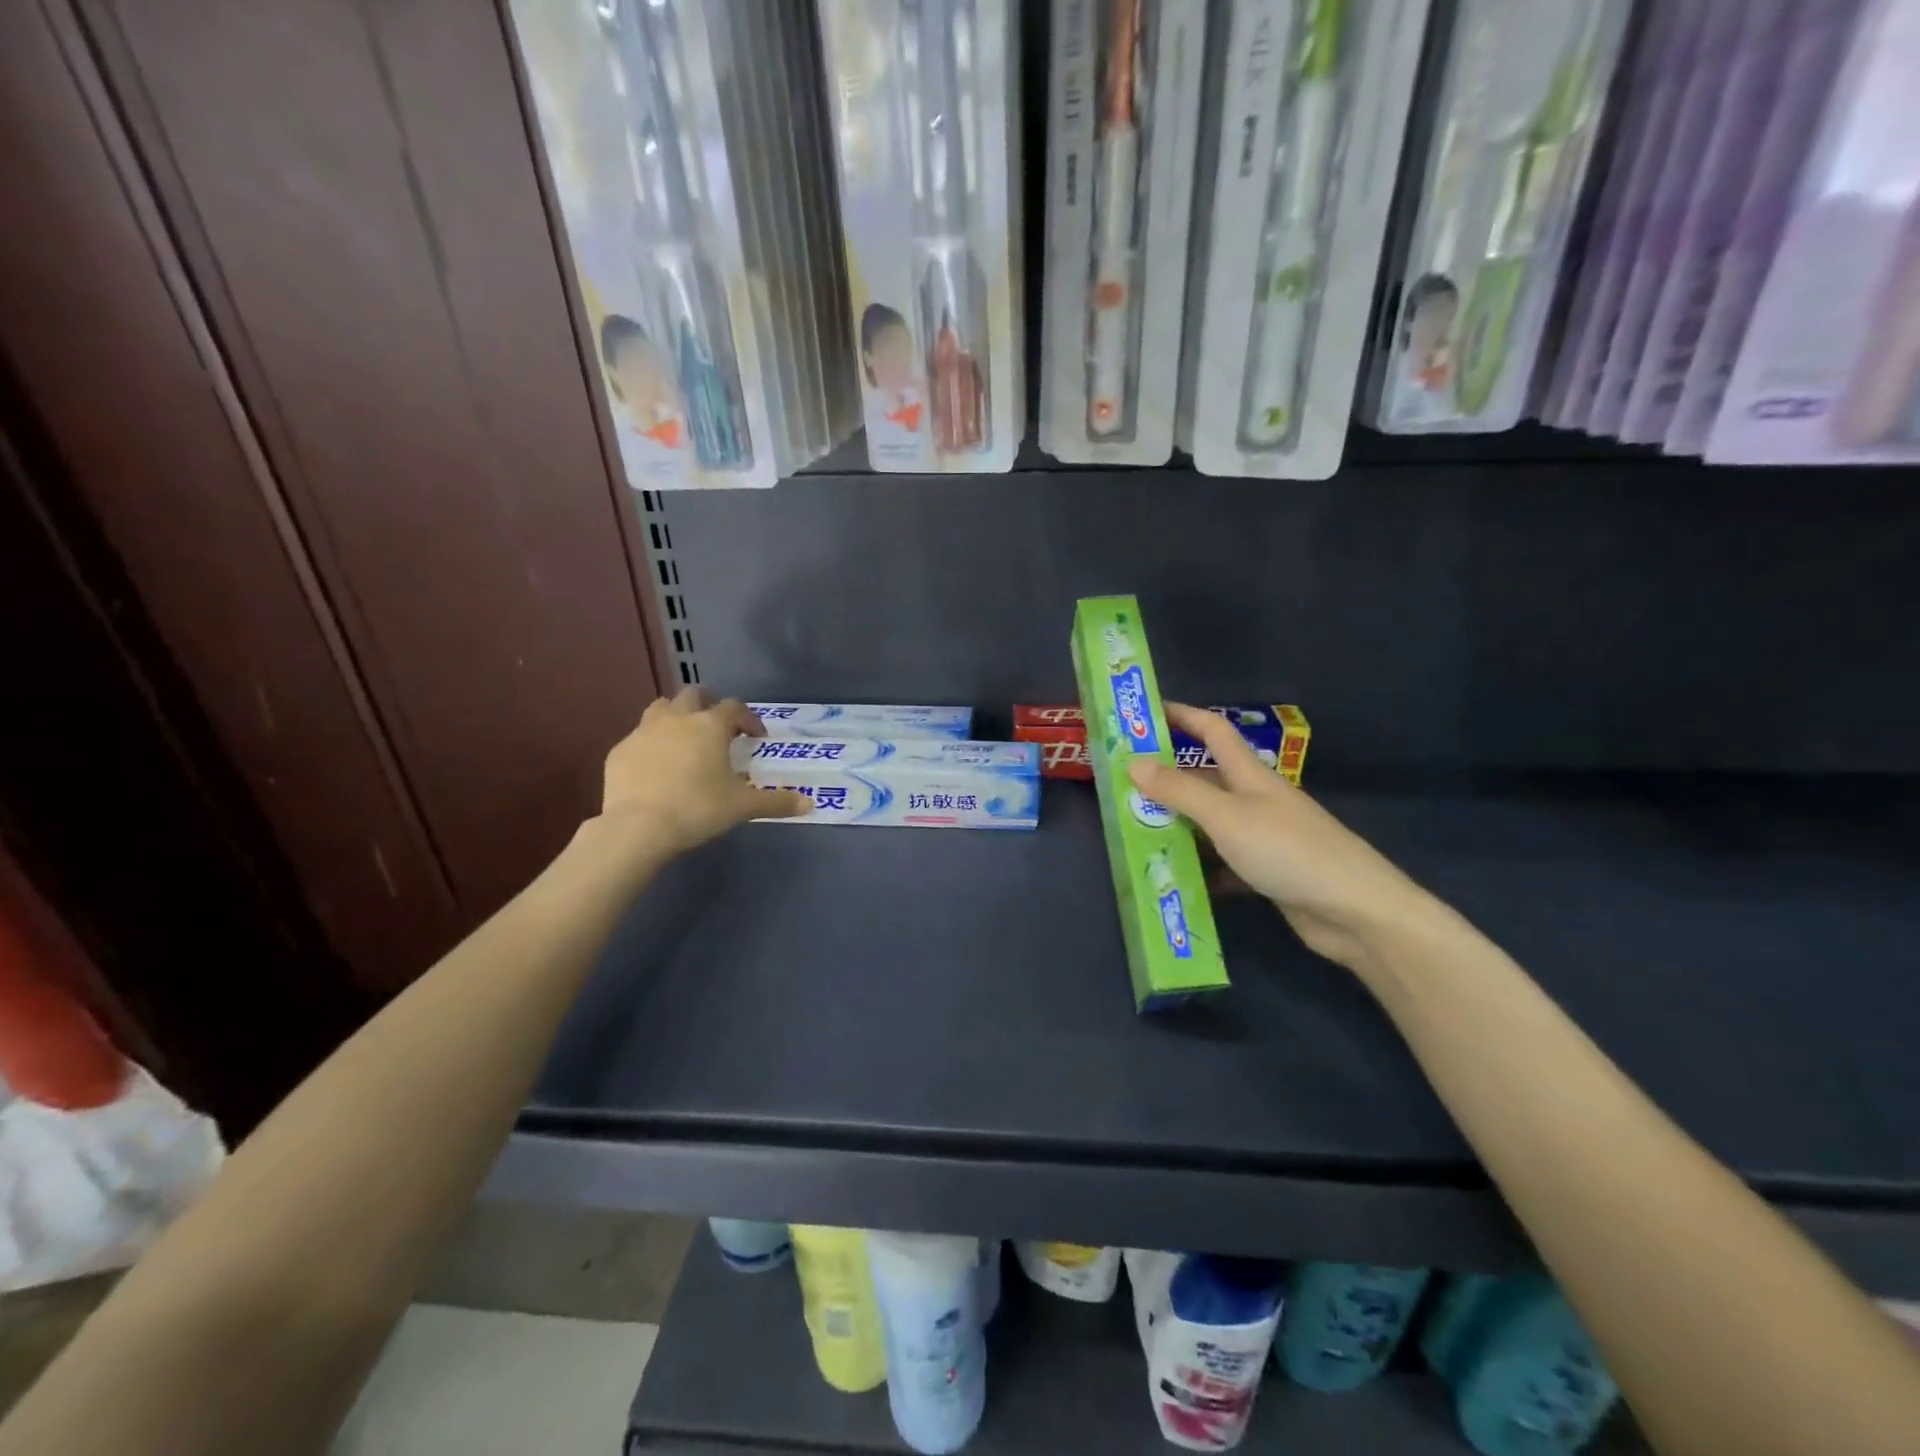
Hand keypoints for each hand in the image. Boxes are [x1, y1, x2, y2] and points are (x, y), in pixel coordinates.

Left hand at [597, 688, 807, 860]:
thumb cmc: (698, 809)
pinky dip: (651, 744)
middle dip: (708, 704)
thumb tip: (810, 804)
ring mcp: (644, 731)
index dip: (748, 719)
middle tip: (718, 728)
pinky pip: (639, 737)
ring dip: (676, 716)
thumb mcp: (743, 807)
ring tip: (685, 739)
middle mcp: (677, 718)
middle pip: (694, 694)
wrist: (638, 827)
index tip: (756, 737)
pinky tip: (656, 767)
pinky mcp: (620, 750)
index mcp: (710, 726)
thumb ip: (777, 802)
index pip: (734, 707)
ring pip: (661, 708)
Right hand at [1127, 705, 1431, 973]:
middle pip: (1205, 779)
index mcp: (1249, 775)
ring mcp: (1263, 837)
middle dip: (1166, 779)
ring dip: (1177, 826)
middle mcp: (1255, 800)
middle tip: (1121, 787)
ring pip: (1210, 823)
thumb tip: (1133, 763)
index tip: (1145, 714)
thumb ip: (1180, 791)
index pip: (1212, 731)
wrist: (1354, 911)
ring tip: (1134, 833)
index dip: (1182, 716)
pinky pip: (1223, 863)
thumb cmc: (1287, 850)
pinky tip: (1173, 878)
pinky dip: (1200, 868)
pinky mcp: (1266, 872)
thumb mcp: (1226, 816)